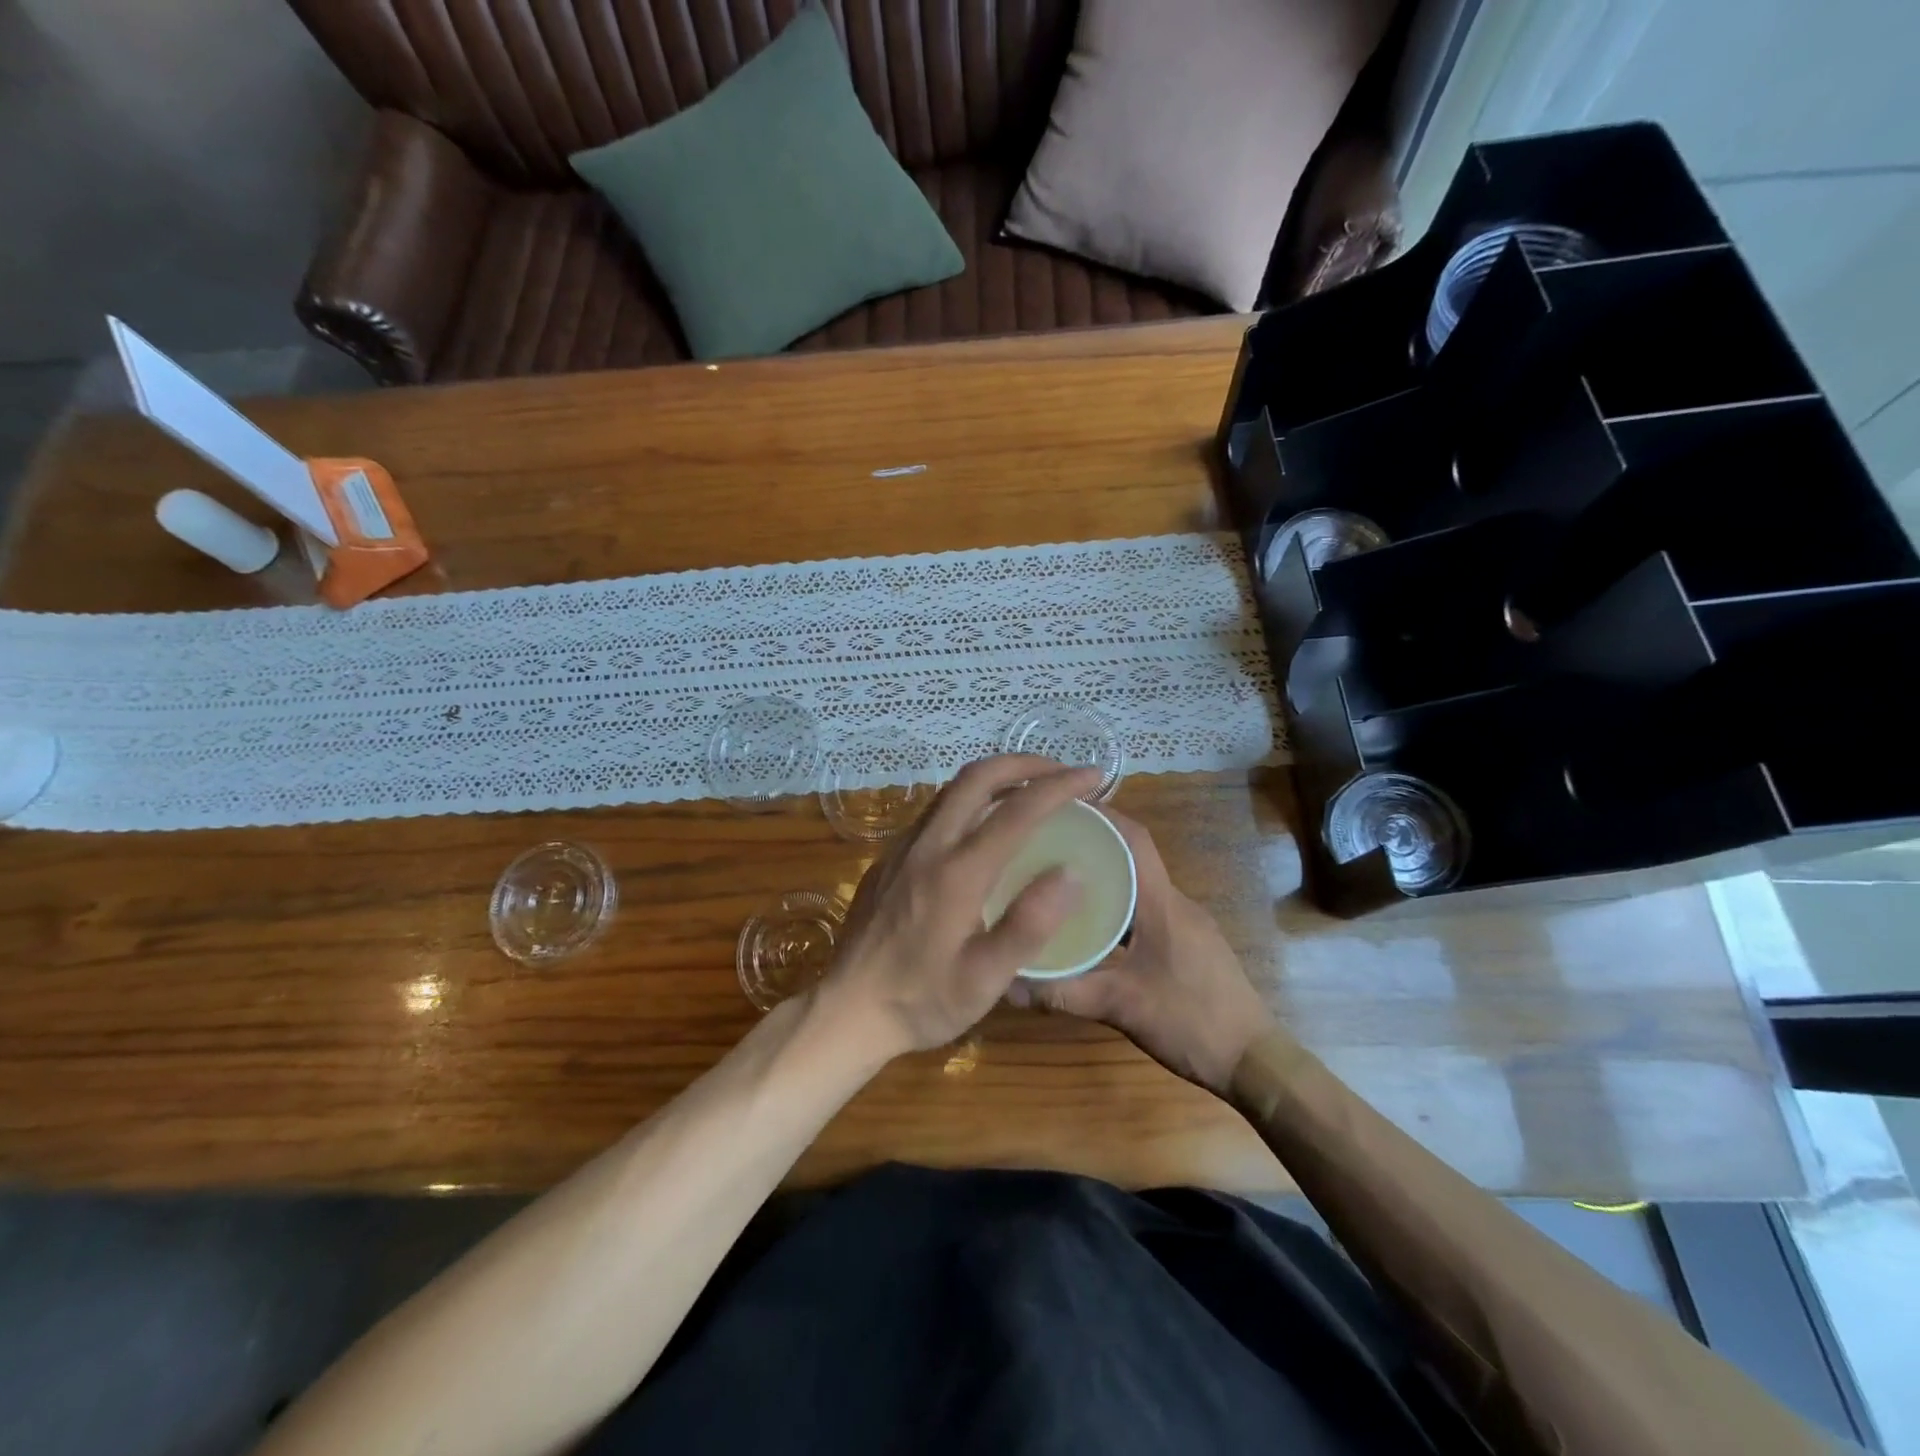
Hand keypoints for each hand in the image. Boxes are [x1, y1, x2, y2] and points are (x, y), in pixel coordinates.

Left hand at [818, 755, 1100, 1057]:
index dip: (1060, 786)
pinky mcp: (889, 859)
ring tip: (1030, 791)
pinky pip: (936, 812)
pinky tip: (984, 828)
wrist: (846, 1011)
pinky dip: (971, 801)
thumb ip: (1029, 925)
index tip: (1093, 777)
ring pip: (952, 790)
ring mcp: (903, 848)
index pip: (1017, 810)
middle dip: (1025, 764)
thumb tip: (1070, 873)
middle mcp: (928, 845)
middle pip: (977, 777)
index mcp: (957, 871)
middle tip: (1061, 773)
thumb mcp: (984, 979)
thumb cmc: (920, 1000)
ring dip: (995, 778)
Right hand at [1004, 812, 1274, 1096]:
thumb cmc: (1191, 1020)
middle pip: (1132, 858)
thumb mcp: (1121, 1006)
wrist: (1254, 1060)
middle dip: (1092, 846)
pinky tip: (1093, 929)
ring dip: (1105, 879)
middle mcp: (1175, 902)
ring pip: (1139, 887)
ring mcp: (1186, 923)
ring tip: (1059, 884)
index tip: (1061, 809)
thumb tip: (1008, 983)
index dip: (1102, 816)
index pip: (1134, 839)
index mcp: (1162, 903)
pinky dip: (1119, 907)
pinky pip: (1147, 910)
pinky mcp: (1189, 944)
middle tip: (1046, 847)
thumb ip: (1064, 994)